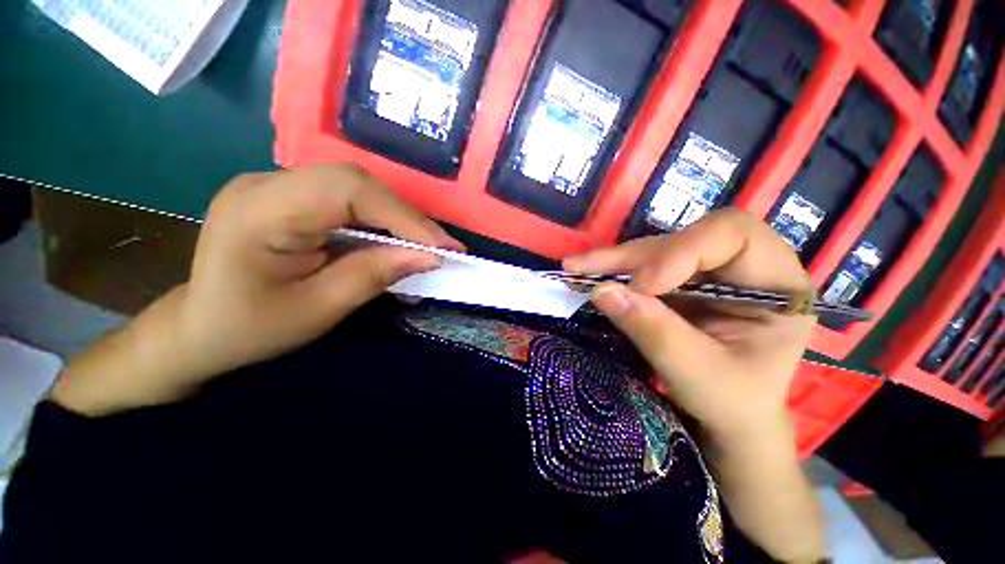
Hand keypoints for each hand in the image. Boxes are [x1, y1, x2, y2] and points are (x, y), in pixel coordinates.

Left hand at [52, 164, 460, 414]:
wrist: (200, 328)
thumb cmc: (250, 329)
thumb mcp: (318, 309)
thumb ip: (374, 275)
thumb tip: (429, 256)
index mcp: (259, 211)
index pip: (348, 191)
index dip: (404, 216)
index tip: (442, 246)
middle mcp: (265, 183)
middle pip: (355, 182)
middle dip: (406, 216)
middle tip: (441, 246)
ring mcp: (275, 184)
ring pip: (356, 187)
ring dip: (397, 217)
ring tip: (427, 244)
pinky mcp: (289, 196)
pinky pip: (346, 198)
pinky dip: (380, 218)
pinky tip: (397, 238)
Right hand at [566, 210, 824, 561]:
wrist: (728, 420)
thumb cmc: (733, 404)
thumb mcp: (699, 376)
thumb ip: (655, 332)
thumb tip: (602, 292)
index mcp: (776, 283)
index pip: (731, 235)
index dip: (681, 251)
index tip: (643, 287)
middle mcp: (742, 267)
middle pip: (684, 239)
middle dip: (634, 257)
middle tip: (585, 268)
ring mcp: (707, 273)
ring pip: (656, 250)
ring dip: (614, 261)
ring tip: (576, 267)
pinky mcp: (679, 283)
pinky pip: (642, 267)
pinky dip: (613, 272)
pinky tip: (587, 273)